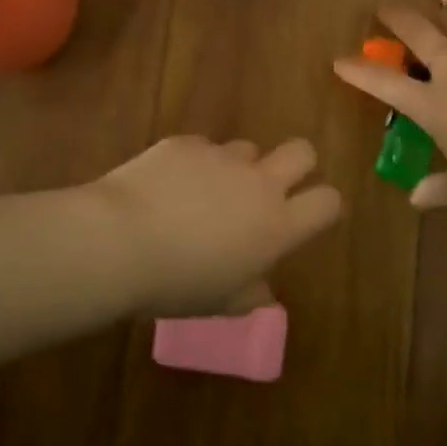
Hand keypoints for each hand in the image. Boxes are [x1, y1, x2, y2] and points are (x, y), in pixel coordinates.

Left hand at [90, 136, 342, 317]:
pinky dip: (193, 164)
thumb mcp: (219, 302)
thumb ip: (250, 293)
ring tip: (203, 193)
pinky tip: (166, 186)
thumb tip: (263, 291)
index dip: (323, 206)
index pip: (327, 201)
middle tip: (268, 188)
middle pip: (302, 151)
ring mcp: (221, 157)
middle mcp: (258, 183)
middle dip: (296, 164)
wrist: (119, 241)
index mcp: (276, 225)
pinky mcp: (185, 143)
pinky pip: (202, 148)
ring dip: (236, 167)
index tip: (307, 216)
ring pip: (246, 148)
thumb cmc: (175, 284)